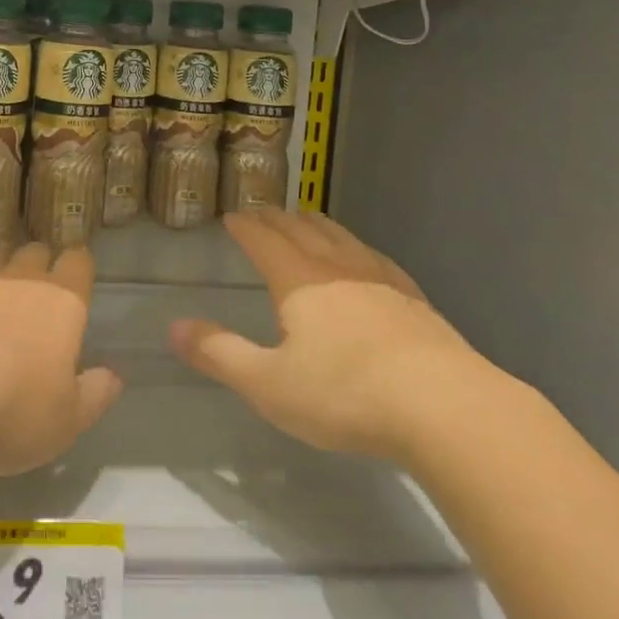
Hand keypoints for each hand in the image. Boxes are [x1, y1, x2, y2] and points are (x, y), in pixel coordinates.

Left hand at [0, 242, 122, 476]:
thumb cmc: (12, 408)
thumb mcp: (66, 420)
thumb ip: (93, 396)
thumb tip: (113, 376)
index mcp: (62, 305)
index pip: (78, 264)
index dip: (79, 263)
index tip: (78, 267)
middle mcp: (21, 283)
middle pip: (35, 253)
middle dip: (41, 258)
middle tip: (42, 270)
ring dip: (1, 257)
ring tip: (4, 256)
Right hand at [170, 209, 508, 463]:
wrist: (445, 406)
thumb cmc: (346, 394)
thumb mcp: (269, 384)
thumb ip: (220, 354)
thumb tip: (174, 327)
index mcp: (297, 279)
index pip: (263, 239)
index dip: (245, 226)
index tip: (232, 216)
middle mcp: (336, 265)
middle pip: (300, 228)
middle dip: (276, 218)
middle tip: (262, 213)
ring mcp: (380, 277)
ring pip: (339, 236)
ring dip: (315, 224)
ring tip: (305, 220)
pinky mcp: (412, 298)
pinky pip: (374, 257)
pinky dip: (355, 248)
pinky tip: (364, 259)